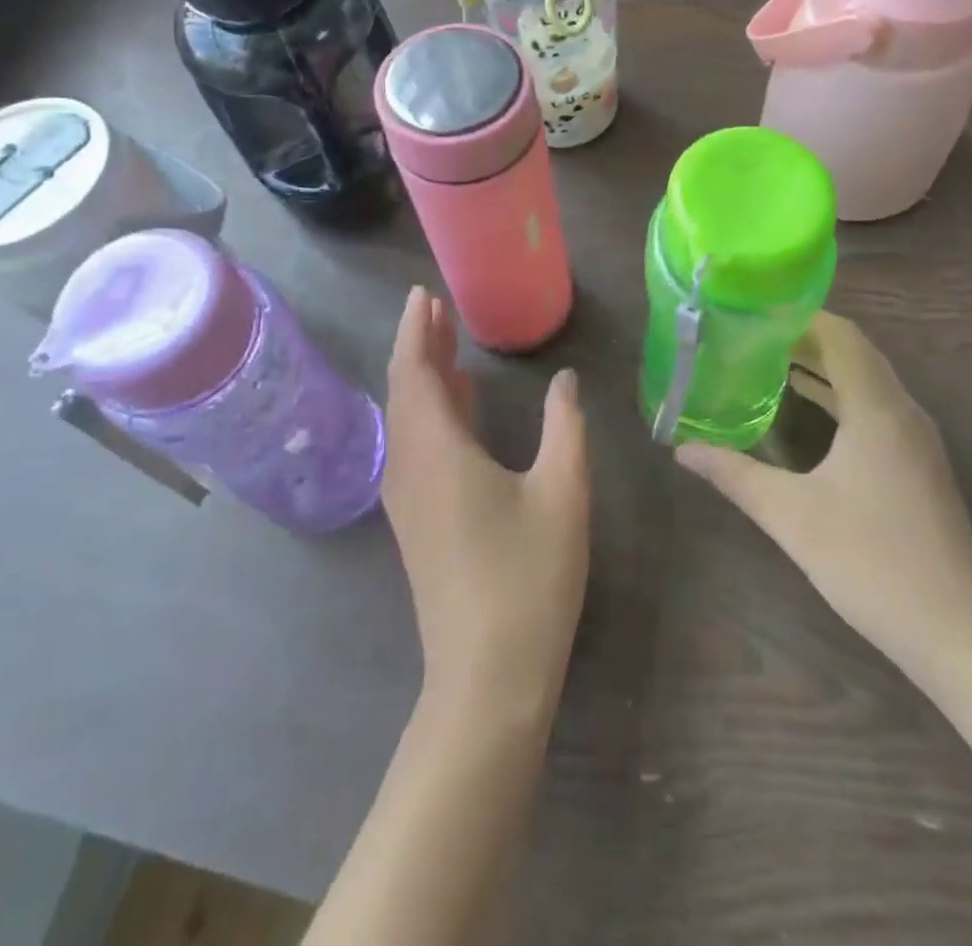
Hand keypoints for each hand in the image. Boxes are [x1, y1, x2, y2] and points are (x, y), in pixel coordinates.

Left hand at [384, 287, 590, 722]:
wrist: (487, 677)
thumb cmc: (529, 578)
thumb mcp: (562, 492)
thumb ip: (564, 427)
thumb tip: (564, 381)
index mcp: (437, 450)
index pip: (415, 371)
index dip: (416, 329)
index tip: (424, 294)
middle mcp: (410, 467)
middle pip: (406, 390)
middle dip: (419, 345)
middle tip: (436, 308)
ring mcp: (408, 498)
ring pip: (408, 420)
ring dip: (424, 378)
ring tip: (447, 344)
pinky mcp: (417, 522)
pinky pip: (415, 446)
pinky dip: (432, 413)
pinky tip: (459, 408)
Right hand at [675, 311, 971, 668]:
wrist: (957, 631)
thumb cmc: (871, 561)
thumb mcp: (790, 515)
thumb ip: (734, 475)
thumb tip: (681, 449)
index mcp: (878, 409)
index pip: (841, 336)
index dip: (800, 317)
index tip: (754, 313)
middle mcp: (902, 412)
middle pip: (855, 353)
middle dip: (805, 339)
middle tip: (751, 336)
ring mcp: (915, 440)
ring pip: (867, 382)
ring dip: (823, 368)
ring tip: (769, 362)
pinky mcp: (917, 465)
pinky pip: (875, 409)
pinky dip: (839, 397)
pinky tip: (807, 412)